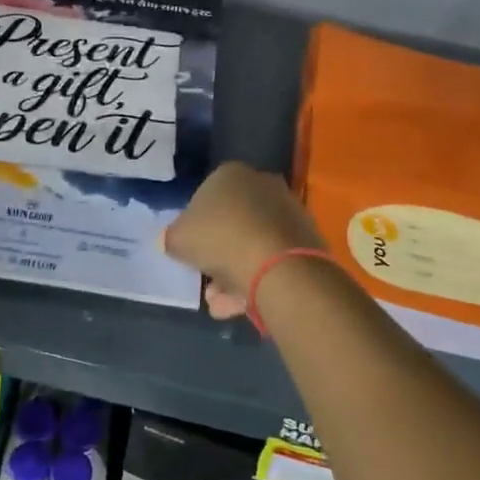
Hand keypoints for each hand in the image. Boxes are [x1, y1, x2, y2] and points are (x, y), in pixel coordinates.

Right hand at [164, 163, 323, 319]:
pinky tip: (242, 304)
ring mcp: (288, 211)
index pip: (205, 197)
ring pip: (252, 244)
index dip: (195, 226)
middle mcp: (263, 184)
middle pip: (231, 222)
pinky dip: (257, 279)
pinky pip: (272, 258)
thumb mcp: (178, 239)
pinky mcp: (306, 238)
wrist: (277, 266)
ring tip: (221, 304)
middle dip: (217, 255)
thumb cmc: (220, 240)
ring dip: (234, 274)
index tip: (191, 251)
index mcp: (230, 174)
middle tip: (207, 283)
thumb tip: (176, 240)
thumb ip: (173, 237)